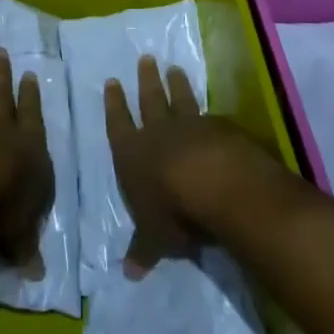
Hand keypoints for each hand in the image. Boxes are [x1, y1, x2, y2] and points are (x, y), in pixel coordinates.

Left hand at [0, 48, 54, 273]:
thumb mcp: (16, 233)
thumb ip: (23, 245)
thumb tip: (36, 275)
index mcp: (28, 149)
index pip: (32, 119)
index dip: (31, 98)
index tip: (29, 75)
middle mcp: (0, 129)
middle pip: (2, 96)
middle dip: (2, 75)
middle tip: (0, 52)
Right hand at [105, 54, 258, 276]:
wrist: (219, 186)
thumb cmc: (174, 213)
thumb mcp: (154, 239)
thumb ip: (143, 251)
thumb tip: (128, 274)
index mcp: (133, 154)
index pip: (118, 124)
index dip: (114, 105)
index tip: (111, 82)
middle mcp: (159, 133)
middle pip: (150, 101)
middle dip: (146, 82)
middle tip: (145, 59)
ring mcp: (192, 126)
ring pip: (181, 99)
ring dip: (177, 84)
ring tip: (174, 68)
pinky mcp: (221, 128)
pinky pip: (211, 116)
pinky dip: (208, 111)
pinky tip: (212, 109)